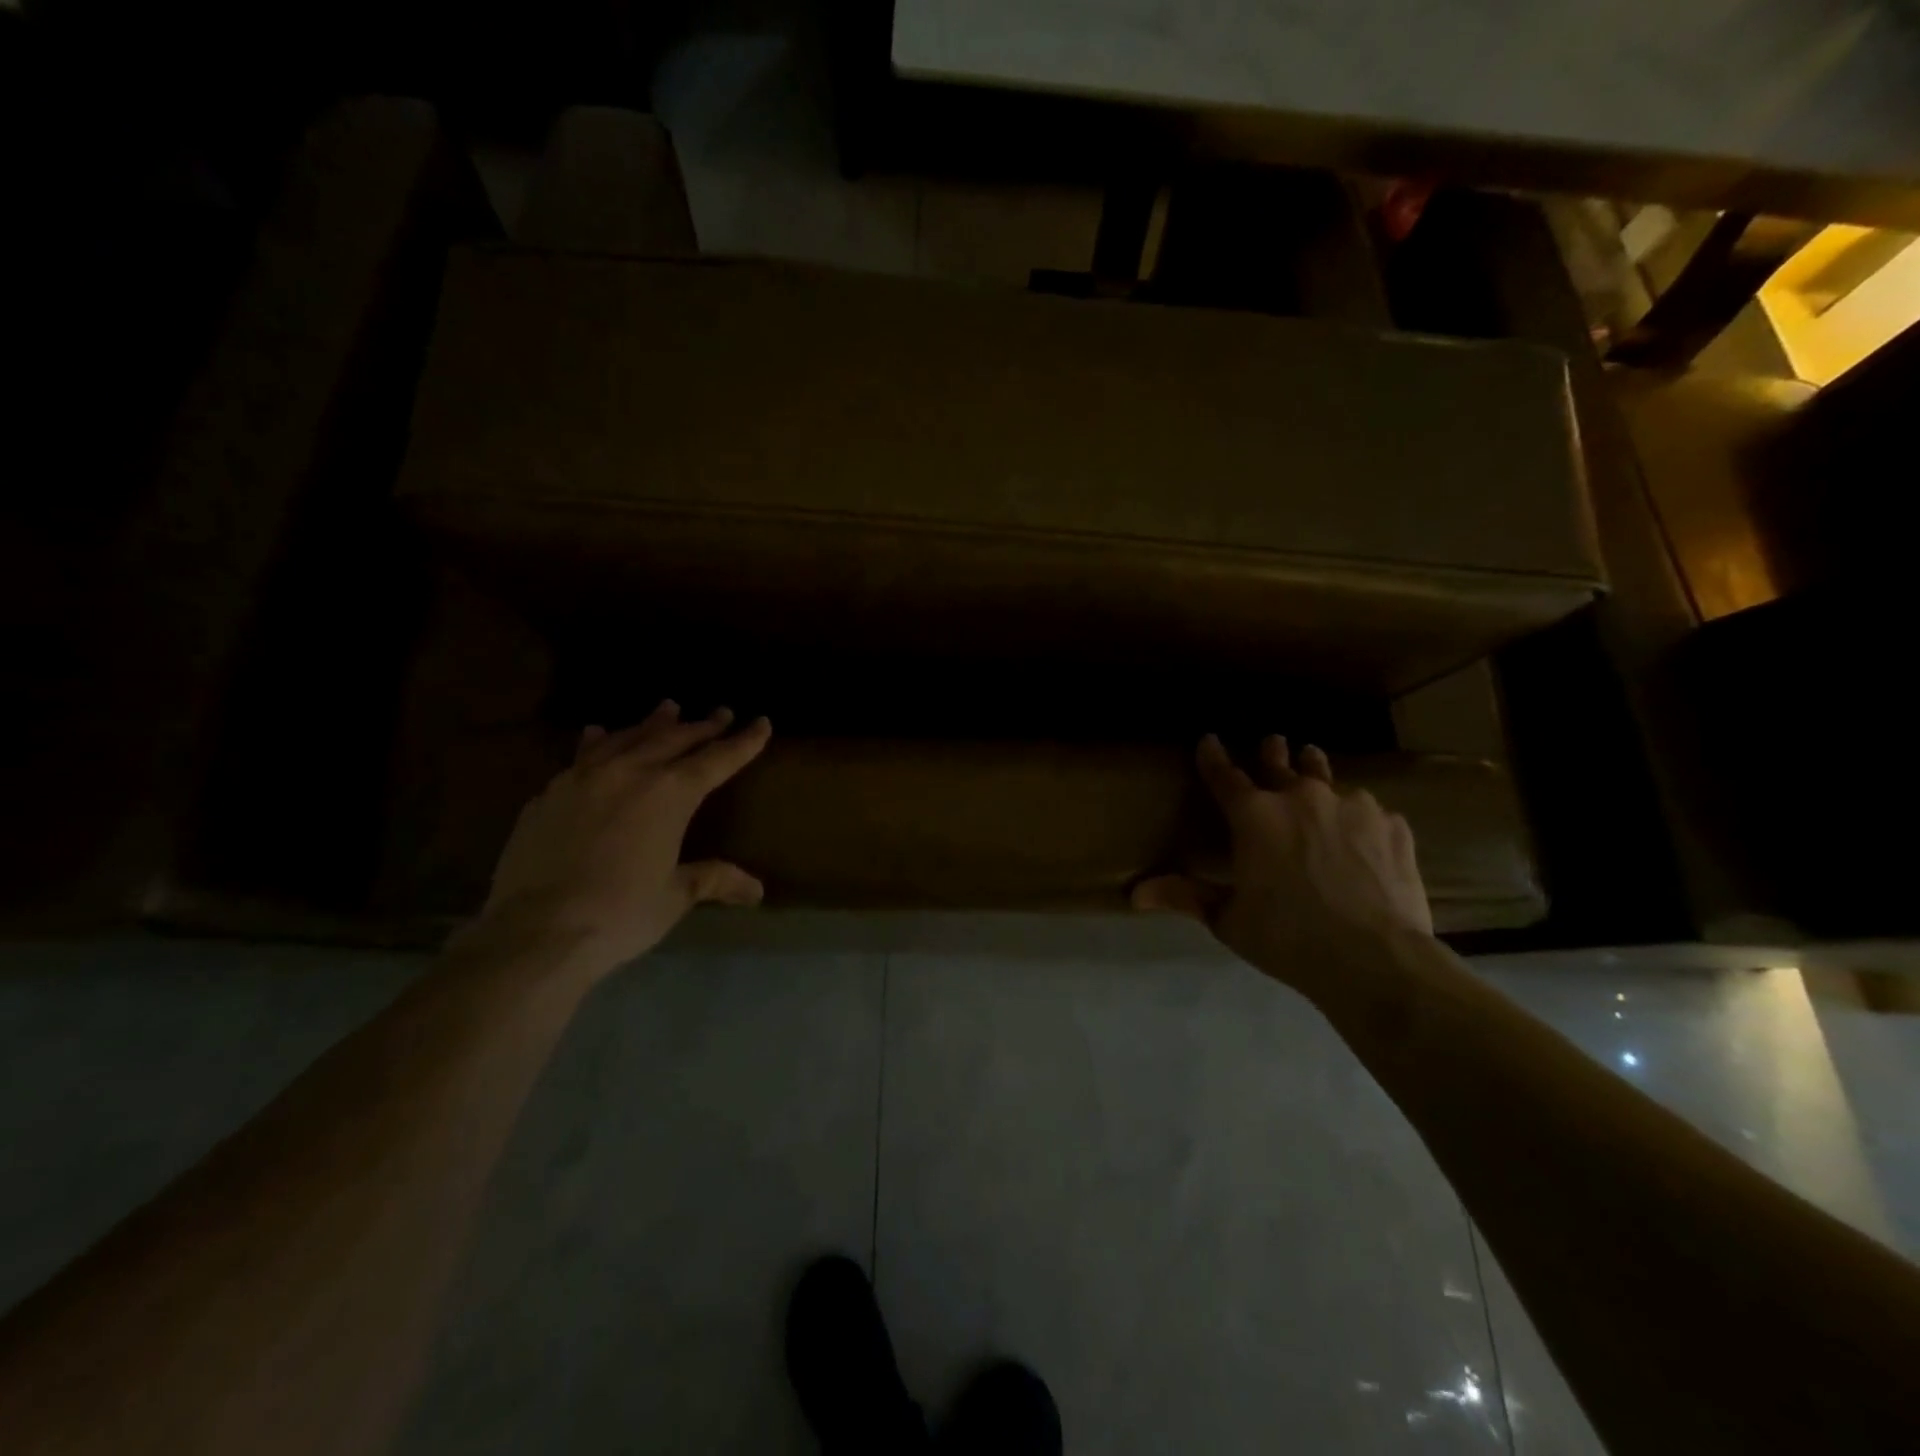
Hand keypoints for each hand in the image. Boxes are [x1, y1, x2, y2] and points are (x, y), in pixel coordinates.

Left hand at [475, 701, 771, 974]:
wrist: (534, 931)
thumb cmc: (620, 913)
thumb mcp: (674, 896)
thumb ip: (713, 880)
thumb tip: (756, 891)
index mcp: (670, 794)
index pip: (717, 759)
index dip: (743, 742)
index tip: (761, 722)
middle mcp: (630, 773)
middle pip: (674, 739)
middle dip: (702, 726)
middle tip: (721, 713)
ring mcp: (584, 778)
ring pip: (626, 737)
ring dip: (652, 723)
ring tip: (668, 708)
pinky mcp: (550, 794)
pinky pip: (583, 756)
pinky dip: (599, 741)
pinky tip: (597, 734)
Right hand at [1133, 734, 1432, 991]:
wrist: (1376, 958)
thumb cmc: (1288, 938)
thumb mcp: (1228, 920)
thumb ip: (1186, 896)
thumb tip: (1134, 894)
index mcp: (1254, 816)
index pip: (1224, 775)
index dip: (1213, 756)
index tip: (1208, 739)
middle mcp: (1301, 798)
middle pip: (1280, 763)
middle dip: (1272, 751)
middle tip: (1272, 741)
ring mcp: (1352, 806)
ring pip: (1327, 777)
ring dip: (1315, 769)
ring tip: (1313, 759)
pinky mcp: (1392, 825)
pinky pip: (1370, 810)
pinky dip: (1357, 815)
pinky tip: (1363, 830)